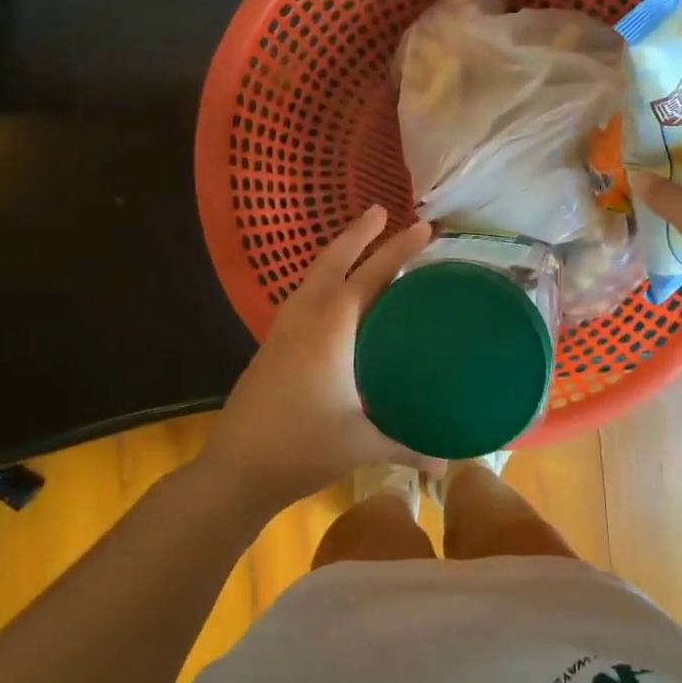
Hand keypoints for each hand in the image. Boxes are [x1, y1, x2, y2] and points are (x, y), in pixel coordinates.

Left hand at [200, 206, 432, 517]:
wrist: (233, 472)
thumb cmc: (301, 449)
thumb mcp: (362, 445)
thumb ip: (409, 447)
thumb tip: (448, 464)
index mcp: (330, 330)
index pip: (370, 276)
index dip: (398, 250)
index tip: (423, 226)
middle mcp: (304, 319)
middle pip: (332, 261)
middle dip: (358, 234)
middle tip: (381, 210)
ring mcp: (281, 331)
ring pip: (312, 278)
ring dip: (337, 255)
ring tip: (362, 247)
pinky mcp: (271, 347)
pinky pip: (303, 299)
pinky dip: (324, 283)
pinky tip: (335, 301)